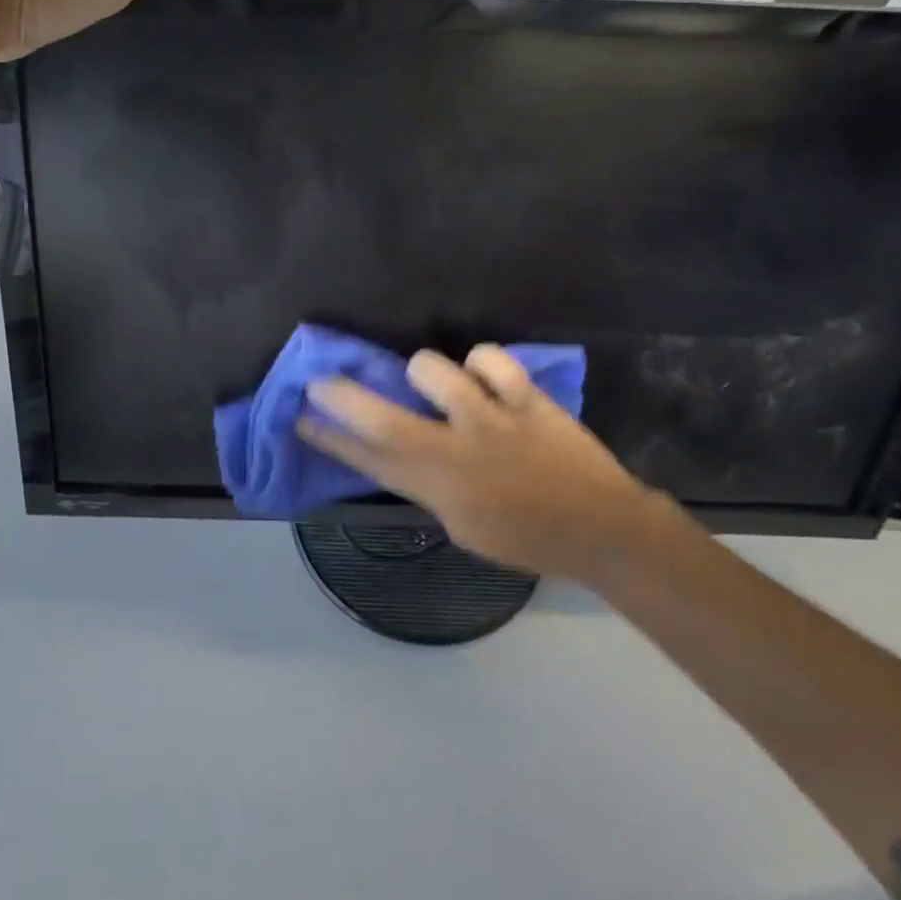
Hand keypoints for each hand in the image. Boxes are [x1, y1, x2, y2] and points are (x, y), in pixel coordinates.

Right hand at [298, 345, 681, 582]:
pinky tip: (488, 378)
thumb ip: (430, 489)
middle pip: (381, 417)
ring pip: (433, 369)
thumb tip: (405, 455)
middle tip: (320, 380)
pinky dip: (483, 364)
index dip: (328, 439)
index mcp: (437, 489)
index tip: (299, 418)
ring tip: (437, 383)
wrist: (601, 528)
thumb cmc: (527, 538)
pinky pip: (491, 360)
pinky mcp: (526, 398)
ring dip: (424, 372)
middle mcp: (454, 449)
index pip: (368, 460)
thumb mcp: (464, 528)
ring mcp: (491, 419)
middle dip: (342, 396)